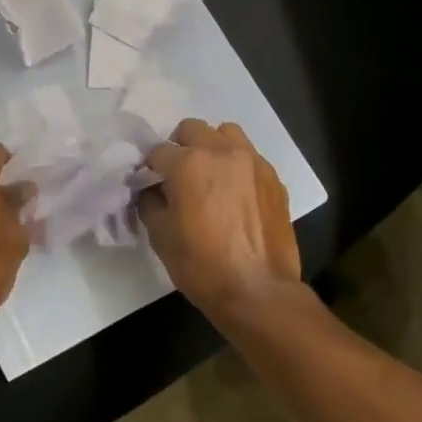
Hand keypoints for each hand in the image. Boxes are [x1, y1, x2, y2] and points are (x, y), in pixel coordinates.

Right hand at [139, 119, 301, 317]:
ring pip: (226, 134)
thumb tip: (151, 190)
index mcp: (189, 164)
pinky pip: (249, 157)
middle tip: (176, 177)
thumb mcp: (160, 236)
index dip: (149, 168)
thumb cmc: (202, 266)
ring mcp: (253, 162)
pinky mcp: (274, 178)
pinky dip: (236, 167)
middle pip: (192, 130)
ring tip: (209, 176)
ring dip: (211, 147)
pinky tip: (234, 195)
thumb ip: (150, 202)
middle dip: (179, 148)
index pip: (158, 151)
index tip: (148, 184)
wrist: (258, 291)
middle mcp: (223, 152)